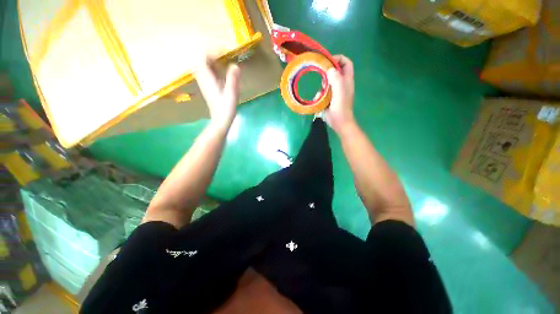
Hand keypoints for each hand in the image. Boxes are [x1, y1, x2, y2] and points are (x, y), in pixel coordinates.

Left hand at [195, 58, 240, 127]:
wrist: (221, 120)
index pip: (203, 58)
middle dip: (211, 54)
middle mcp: (203, 79)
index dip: (212, 51)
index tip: (224, 51)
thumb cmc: (226, 108)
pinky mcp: (208, 87)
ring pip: (204, 65)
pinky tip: (222, 70)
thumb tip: (235, 65)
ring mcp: (205, 83)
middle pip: (201, 60)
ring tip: (223, 59)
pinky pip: (207, 72)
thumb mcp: (231, 94)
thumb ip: (233, 79)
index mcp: (207, 79)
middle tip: (224, 54)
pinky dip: (213, 67)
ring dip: (212, 60)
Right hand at [325, 55, 355, 133]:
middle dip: (328, 73)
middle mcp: (342, 84)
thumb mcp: (340, 91)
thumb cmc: (341, 107)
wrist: (338, 122)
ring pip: (327, 82)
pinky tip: (319, 99)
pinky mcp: (329, 98)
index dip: (338, 59)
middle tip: (322, 77)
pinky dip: (320, 94)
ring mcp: (335, 92)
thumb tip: (330, 69)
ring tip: (322, 91)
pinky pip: (323, 92)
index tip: (328, 61)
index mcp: (347, 80)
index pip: (346, 63)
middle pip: (335, 72)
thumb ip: (336, 78)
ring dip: (323, 85)